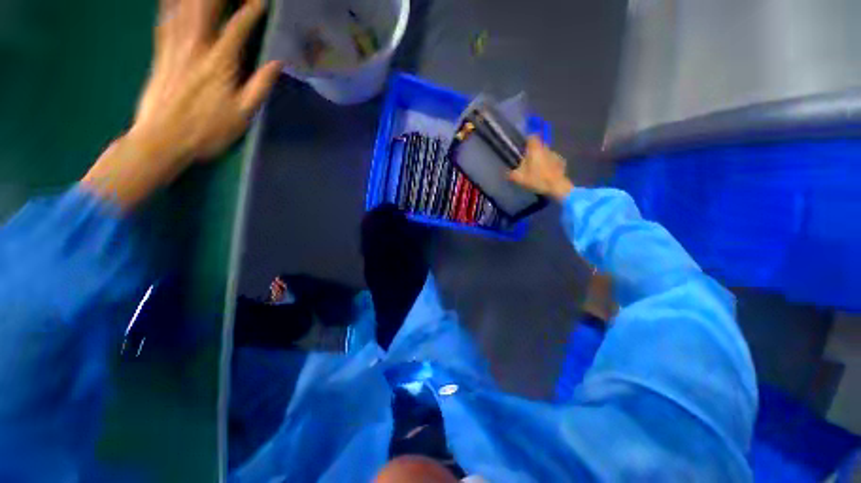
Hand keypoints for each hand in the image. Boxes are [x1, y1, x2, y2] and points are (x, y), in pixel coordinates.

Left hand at [82, 0, 281, 209]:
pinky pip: (164, 19)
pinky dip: (170, 4)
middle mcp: (195, 47)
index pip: (238, 27)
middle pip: (206, 7)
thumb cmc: (208, 130)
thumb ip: (260, 86)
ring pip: (184, 8)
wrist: (163, 138)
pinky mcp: (160, 53)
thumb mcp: (243, 114)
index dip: (251, 10)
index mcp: (220, 62)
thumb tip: (277, 63)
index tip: (261, 0)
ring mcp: (174, 47)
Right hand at [508, 136, 574, 201]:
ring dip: (541, 159)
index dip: (526, 141)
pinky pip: (552, 161)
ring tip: (537, 170)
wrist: (556, 187)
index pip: (531, 137)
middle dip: (533, 152)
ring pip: (545, 154)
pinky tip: (546, 174)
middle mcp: (546, 148)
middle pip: (538, 146)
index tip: (522, 149)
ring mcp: (555, 155)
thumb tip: (507, 173)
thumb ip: (511, 174)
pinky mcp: (561, 162)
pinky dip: (548, 165)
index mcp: (535, 149)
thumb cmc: (536, 179)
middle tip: (527, 163)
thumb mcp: (519, 178)